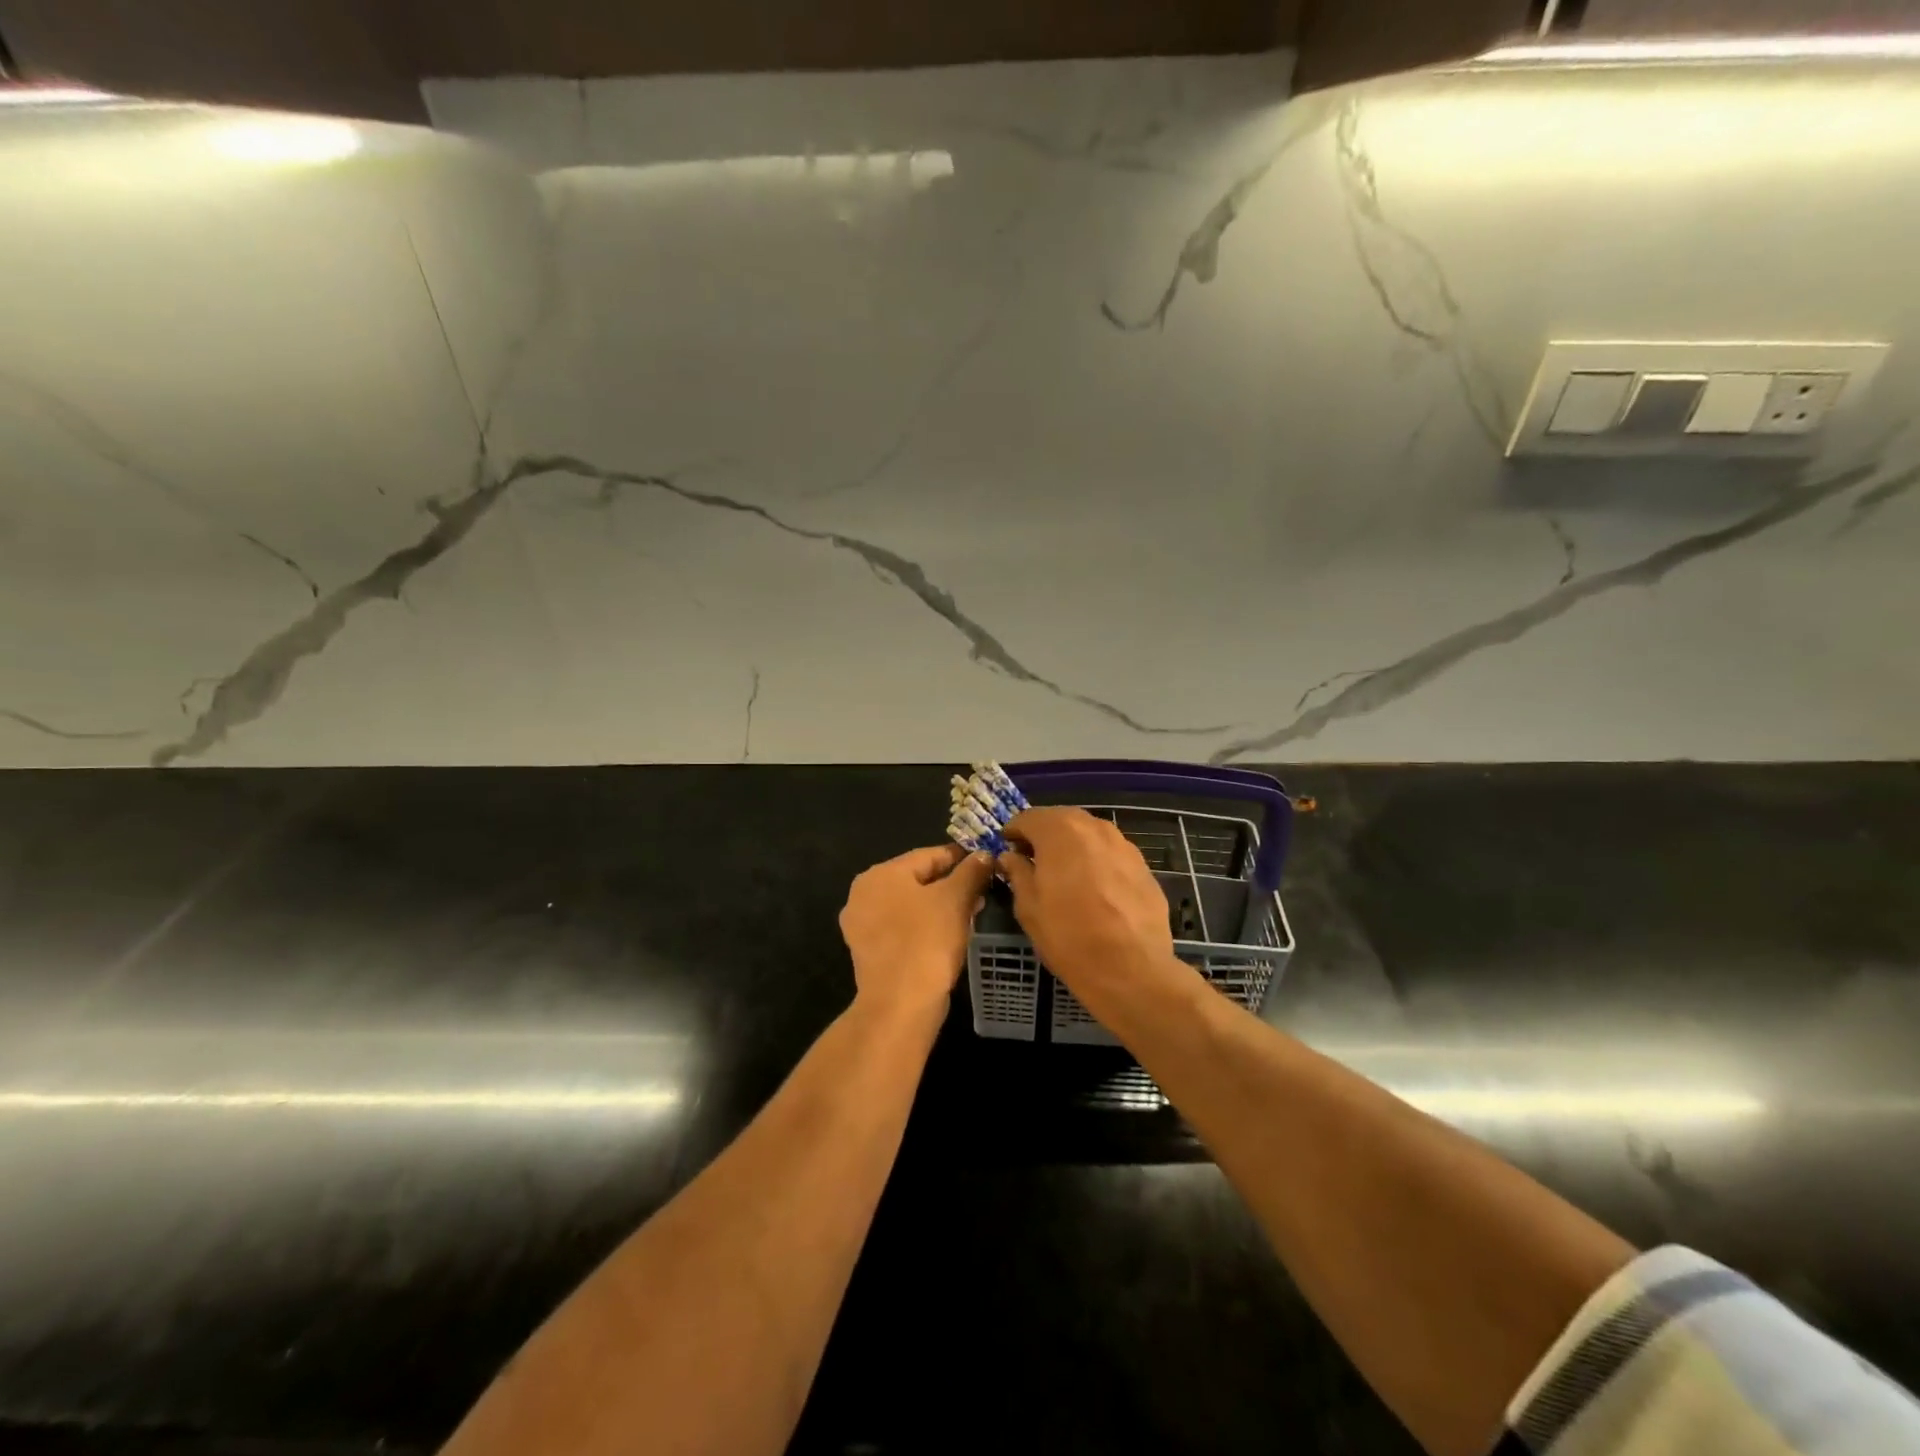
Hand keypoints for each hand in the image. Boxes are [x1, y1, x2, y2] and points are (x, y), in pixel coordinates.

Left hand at [839, 844, 994, 1024]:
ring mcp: (862, 925)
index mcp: (880, 874)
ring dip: (940, 906)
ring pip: (910, 905)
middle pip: (917, 880)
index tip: (986, 862)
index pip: (928, 855)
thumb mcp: (956, 899)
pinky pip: (902, 928)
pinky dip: (925, 926)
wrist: (900, 1004)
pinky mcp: (868, 951)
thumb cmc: (927, 941)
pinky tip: (948, 934)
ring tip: (971, 913)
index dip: (960, 857)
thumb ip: (971, 872)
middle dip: (951, 884)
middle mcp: (863, 894)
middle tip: (982, 890)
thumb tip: (984, 855)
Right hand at [998, 808, 1173, 995]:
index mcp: (1059, 831)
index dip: (1014, 832)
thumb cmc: (1068, 936)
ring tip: (1064, 874)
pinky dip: (1097, 861)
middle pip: (1061, 820)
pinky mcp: (1143, 865)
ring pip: (1089, 835)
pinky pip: (1111, 853)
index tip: (1008, 849)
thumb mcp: (1029, 907)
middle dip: (1045, 835)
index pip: (1028, 818)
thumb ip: (1018, 873)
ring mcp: (1123, 844)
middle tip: (1033, 860)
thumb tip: (1011, 857)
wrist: (1131, 968)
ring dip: (1073, 846)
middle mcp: (1093, 827)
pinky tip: (1094, 888)